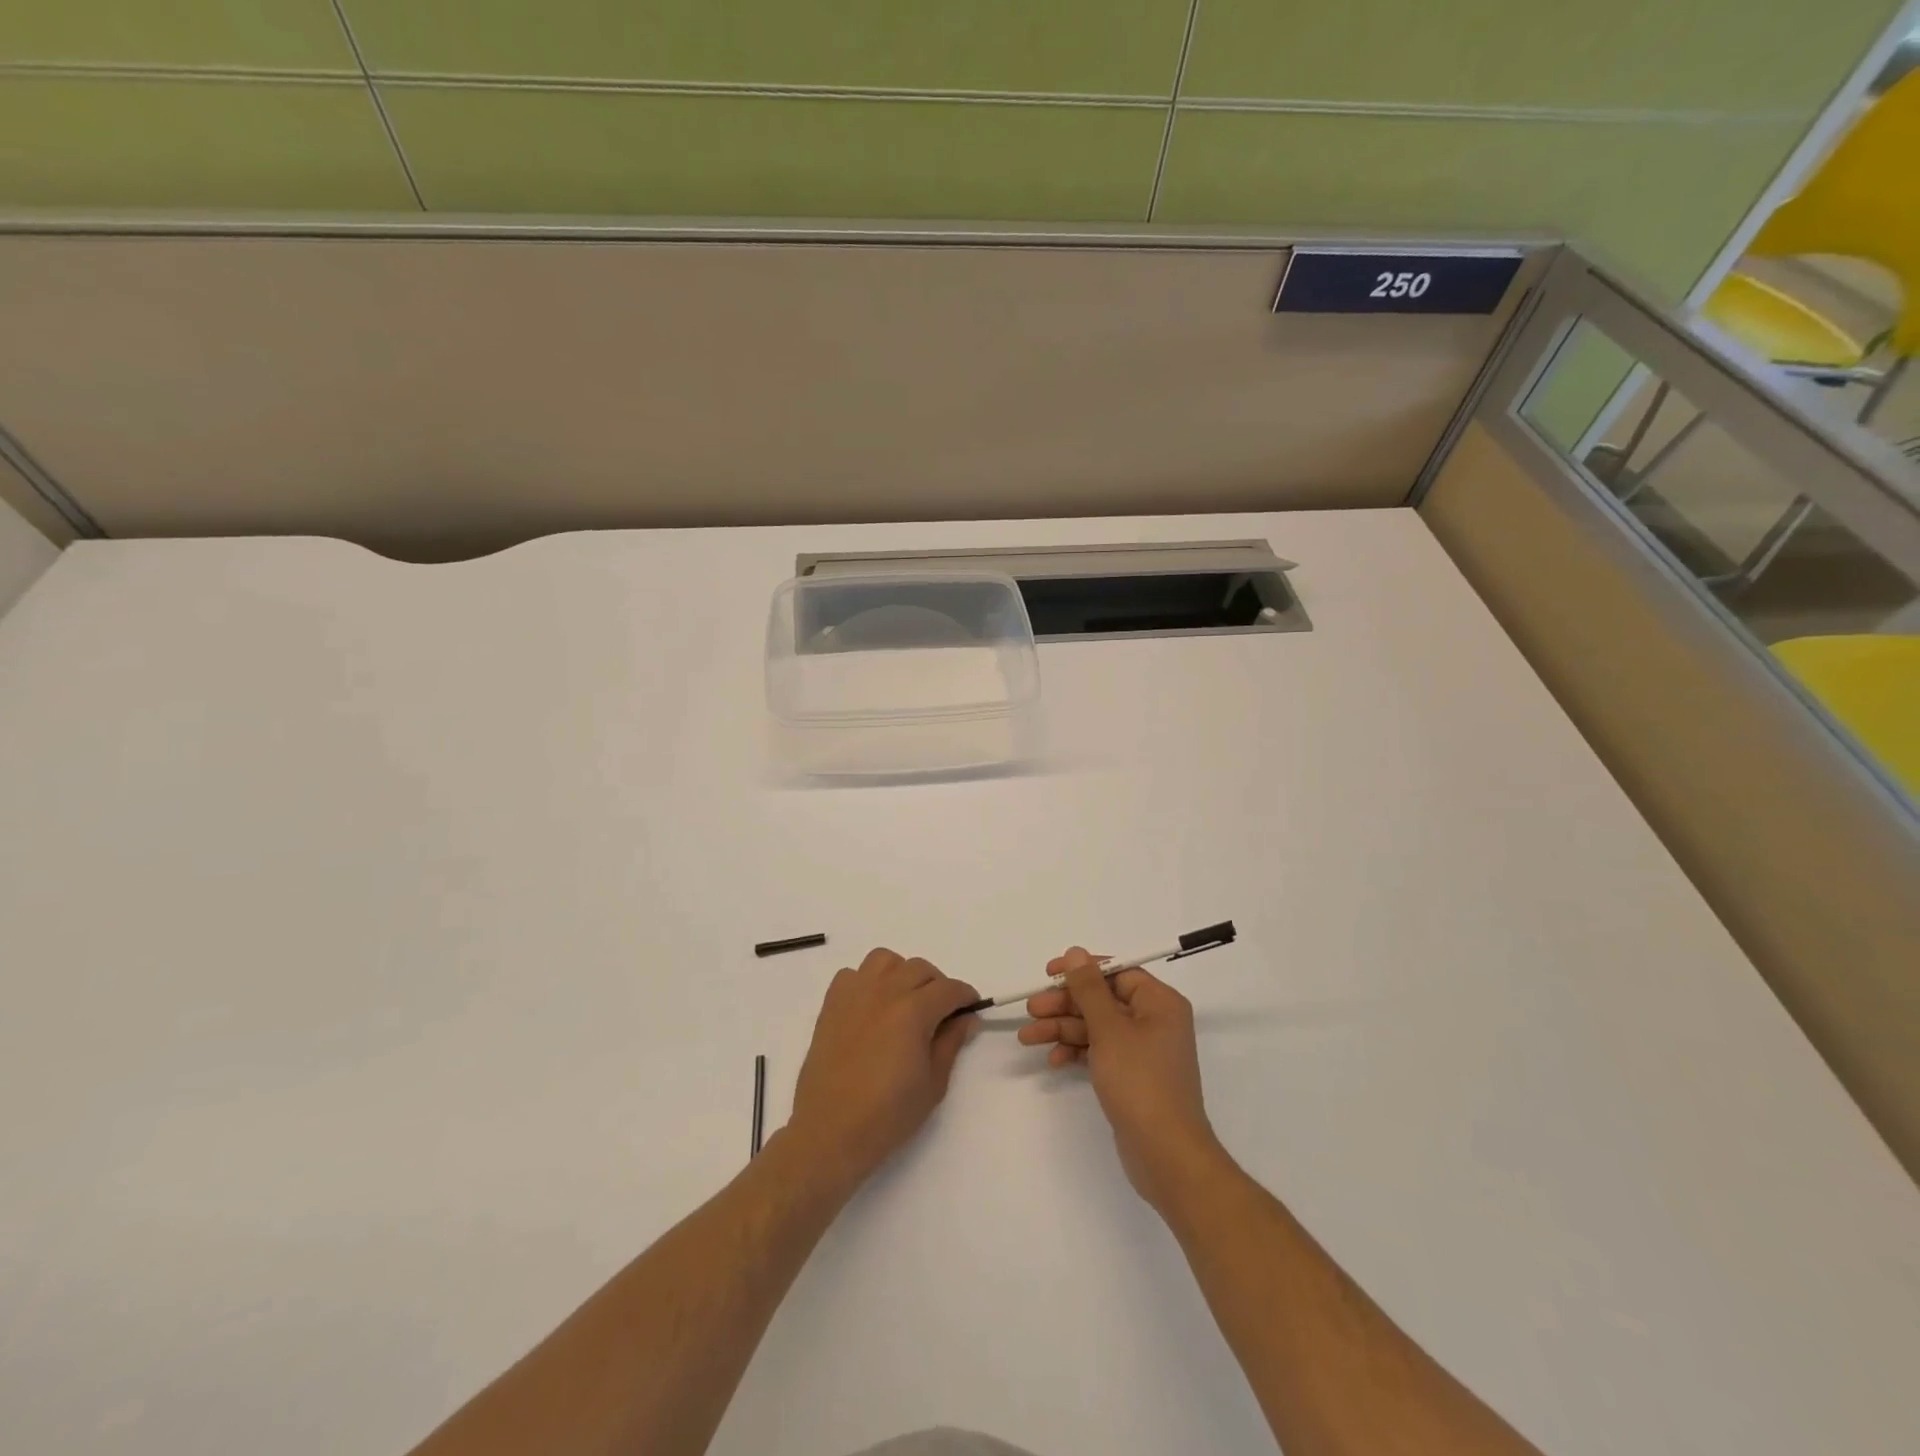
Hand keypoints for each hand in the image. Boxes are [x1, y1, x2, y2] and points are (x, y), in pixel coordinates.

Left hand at [788, 948, 980, 1188]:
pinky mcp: (831, 1004)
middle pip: (920, 968)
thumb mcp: (933, 1084)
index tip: (971, 1009)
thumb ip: (951, 1043)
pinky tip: (872, 1007)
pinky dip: (867, 982)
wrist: (830, 1131)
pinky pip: (853, 974)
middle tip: (941, 1012)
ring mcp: (854, 994)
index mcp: (913, 1011)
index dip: (965, 996)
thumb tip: (966, 1018)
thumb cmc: (888, 1115)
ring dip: (901, 973)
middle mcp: (884, 992)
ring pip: (885, 960)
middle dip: (937, 985)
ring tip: (905, 1001)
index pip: (949, 989)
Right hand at [1020, 946, 1225, 1211]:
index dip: (1081, 971)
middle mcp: (1154, 1021)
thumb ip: (1088, 988)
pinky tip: (1053, 1061)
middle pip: (1102, 1000)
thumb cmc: (1140, 1082)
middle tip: (1031, 1010)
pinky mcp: (1132, 1076)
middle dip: (1065, 1004)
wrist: (1166, 1155)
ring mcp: (1143, 1050)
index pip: (1117, 972)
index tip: (1048, 974)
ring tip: (1028, 1037)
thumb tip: (1075, 952)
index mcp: (1159, 1003)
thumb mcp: (1109, 1029)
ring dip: (1062, 1029)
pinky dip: (1076, 1052)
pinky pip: (1099, 1051)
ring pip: (1096, 1027)